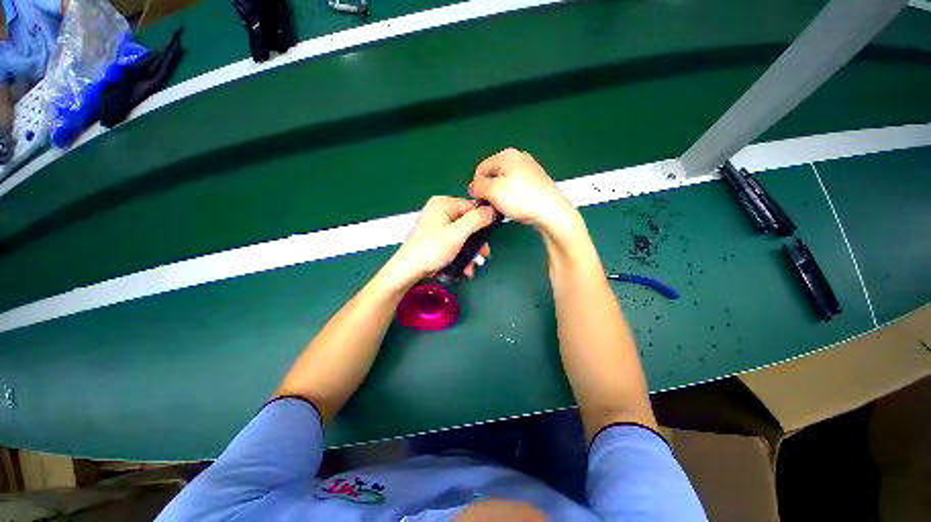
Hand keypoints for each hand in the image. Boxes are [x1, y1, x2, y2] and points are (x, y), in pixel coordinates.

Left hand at [380, 196, 494, 289]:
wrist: (408, 271)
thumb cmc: (431, 250)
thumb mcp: (457, 234)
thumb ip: (477, 220)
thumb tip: (493, 210)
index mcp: (443, 204)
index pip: (472, 206)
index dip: (483, 221)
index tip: (489, 238)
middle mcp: (440, 211)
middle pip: (468, 223)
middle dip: (477, 242)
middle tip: (483, 255)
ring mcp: (437, 226)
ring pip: (463, 235)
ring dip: (470, 252)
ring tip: (472, 266)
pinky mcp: (437, 239)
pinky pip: (455, 242)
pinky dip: (461, 254)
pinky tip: (464, 267)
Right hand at [469, 148, 580, 238]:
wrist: (552, 212)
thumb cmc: (520, 199)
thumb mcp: (492, 191)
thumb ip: (477, 187)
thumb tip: (473, 187)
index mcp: (506, 155)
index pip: (480, 169)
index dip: (478, 187)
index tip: (482, 201)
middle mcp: (519, 158)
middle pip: (493, 176)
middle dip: (490, 192)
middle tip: (494, 206)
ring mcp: (530, 170)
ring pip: (505, 184)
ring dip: (501, 197)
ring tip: (506, 209)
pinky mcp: (537, 183)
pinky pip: (516, 189)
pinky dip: (513, 198)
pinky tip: (517, 208)